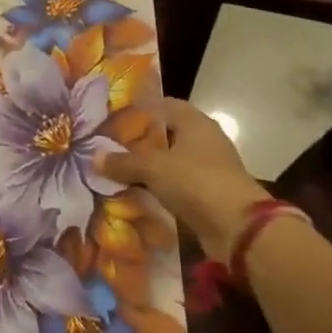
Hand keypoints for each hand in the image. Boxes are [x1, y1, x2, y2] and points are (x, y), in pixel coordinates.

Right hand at [99, 98, 269, 261]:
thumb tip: (94, 157)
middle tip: (109, 144)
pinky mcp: (209, 193)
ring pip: (171, 160)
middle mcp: (204, 140)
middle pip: (167, 133)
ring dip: (149, 166)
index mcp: (195, 122)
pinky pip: (177, 184)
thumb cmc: (195, 181)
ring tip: (117, 169)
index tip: (113, 116)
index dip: (139, 108)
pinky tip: (137, 192)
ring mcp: (209, 167)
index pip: (164, 104)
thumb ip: (122, 162)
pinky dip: (159, 187)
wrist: (238, 228)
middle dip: (140, 140)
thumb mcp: (151, 168)